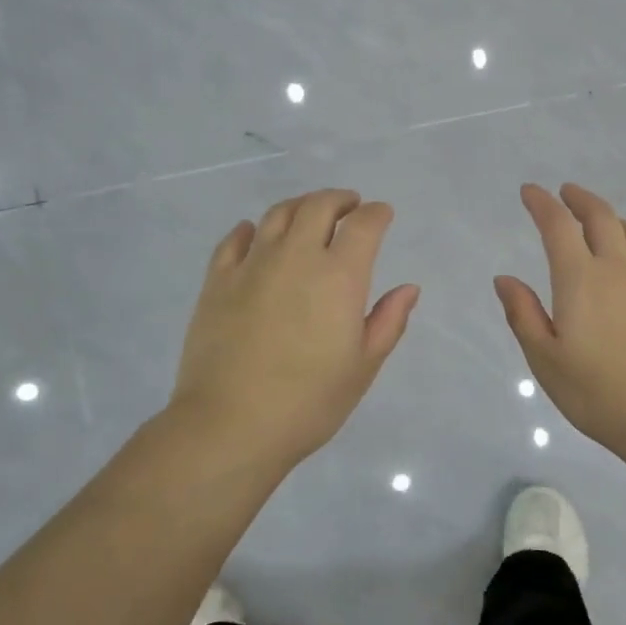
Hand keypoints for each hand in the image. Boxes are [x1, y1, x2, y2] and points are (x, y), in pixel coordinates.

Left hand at [171, 189, 419, 472]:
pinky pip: (234, 240)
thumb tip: (408, 288)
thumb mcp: (363, 366)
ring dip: (300, 206)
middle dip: (339, 200)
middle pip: (318, 207)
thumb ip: (388, 321)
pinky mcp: (217, 281)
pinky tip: (253, 233)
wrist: (231, 425)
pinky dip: (250, 229)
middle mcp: (296, 257)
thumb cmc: (309, 401)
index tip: (382, 214)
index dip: (377, 214)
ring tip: (308, 214)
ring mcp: (252, 265)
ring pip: (277, 215)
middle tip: (349, 206)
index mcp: (339, 277)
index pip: (363, 225)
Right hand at [495, 183, 625, 455]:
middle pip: (601, 216)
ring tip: (601, 225)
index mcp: (580, 279)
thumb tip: (505, 279)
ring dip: (613, 221)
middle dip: (580, 199)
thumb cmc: (596, 392)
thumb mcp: (545, 359)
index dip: (542, 203)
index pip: (557, 226)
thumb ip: (524, 314)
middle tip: (566, 193)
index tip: (530, 192)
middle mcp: (618, 269)